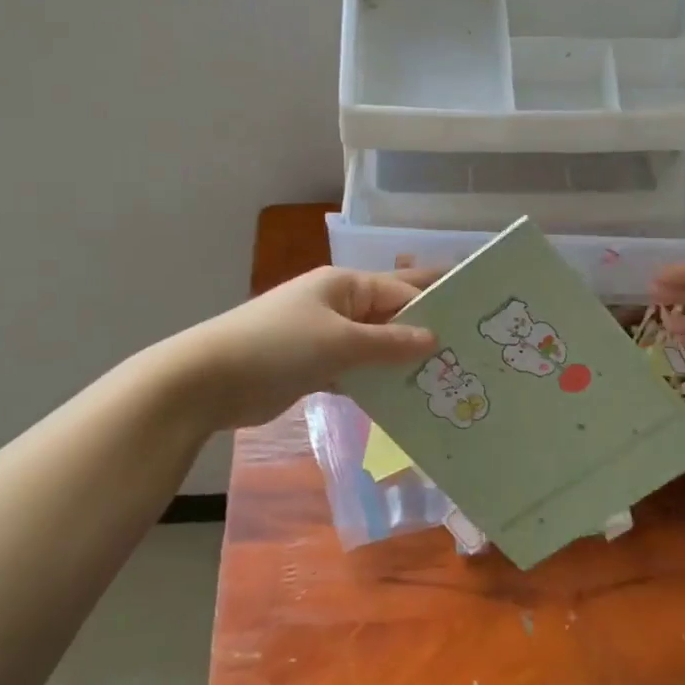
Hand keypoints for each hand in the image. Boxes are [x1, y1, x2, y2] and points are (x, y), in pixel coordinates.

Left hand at [159, 267, 440, 431]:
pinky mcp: (313, 367)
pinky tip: (404, 399)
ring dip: (401, 360)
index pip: (400, 290)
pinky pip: (355, 370)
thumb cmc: (278, 346)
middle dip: (422, 326)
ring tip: (445, 376)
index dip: (436, 303)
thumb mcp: (339, 342)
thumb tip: (433, 338)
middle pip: (389, 314)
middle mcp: (337, 305)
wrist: (209, 380)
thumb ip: (388, 342)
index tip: (475, 320)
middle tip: (468, 344)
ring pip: (374, 346)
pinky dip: (375, 382)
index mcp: (344, 285)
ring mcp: (324, 337)